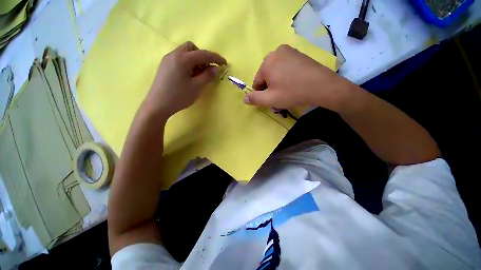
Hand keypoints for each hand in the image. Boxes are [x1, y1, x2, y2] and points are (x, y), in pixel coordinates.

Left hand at [142, 41, 226, 117]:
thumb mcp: (197, 87)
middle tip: (207, 69)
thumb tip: (216, 68)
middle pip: (192, 48)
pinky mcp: (164, 66)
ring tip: (198, 74)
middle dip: (202, 56)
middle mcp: (174, 54)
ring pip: (184, 53)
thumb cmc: (179, 96)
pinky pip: (179, 59)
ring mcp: (167, 60)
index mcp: (183, 58)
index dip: (216, 58)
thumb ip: (208, 76)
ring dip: (195, 60)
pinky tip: (189, 76)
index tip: (224, 63)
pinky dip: (187, 63)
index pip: (203, 54)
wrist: (158, 105)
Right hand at [245, 45, 350, 111]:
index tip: (270, 99)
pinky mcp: (298, 54)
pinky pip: (285, 67)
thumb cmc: (292, 93)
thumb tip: (244, 99)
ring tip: (287, 90)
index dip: (261, 93)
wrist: (322, 86)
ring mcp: (289, 51)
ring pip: (275, 71)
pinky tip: (293, 83)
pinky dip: (285, 76)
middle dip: (269, 87)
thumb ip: (255, 99)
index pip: (257, 81)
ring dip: (277, 82)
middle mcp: (276, 52)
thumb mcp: (270, 99)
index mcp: (267, 62)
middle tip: (279, 96)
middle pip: (266, 75)